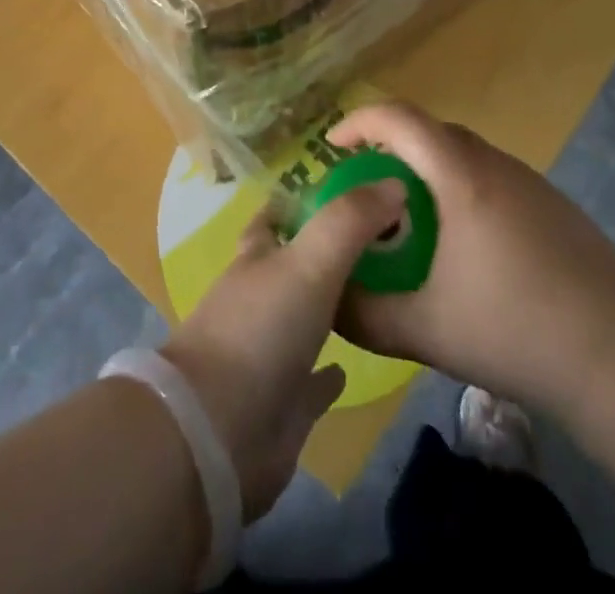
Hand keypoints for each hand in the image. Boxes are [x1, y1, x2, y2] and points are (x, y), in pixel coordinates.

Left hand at [161, 180, 405, 520]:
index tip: (339, 190)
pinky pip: (311, 381)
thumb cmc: (261, 329)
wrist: (220, 432)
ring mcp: (268, 351)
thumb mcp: (310, 261)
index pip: (274, 218)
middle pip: (292, 266)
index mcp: (257, 259)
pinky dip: (329, 372)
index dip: (298, 201)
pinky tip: (352, 366)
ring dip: (330, 306)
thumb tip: (394, 183)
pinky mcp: (282, 404)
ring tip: (378, 293)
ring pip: (303, 318)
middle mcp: (259, 298)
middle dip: (324, 252)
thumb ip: (350, 221)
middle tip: (379, 240)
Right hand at [330, 102, 614, 412]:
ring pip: (464, 154)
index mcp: (459, 176)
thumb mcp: (424, 330)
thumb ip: (364, 315)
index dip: (359, 121)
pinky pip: (492, 177)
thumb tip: (327, 301)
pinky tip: (467, 246)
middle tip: (367, 189)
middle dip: (390, 148)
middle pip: (430, 131)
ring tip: (412, 219)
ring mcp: (530, 182)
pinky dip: (462, 189)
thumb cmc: (514, 330)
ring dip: (428, 170)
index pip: (399, 118)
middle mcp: (494, 164)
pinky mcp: (554, 205)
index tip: (332, 146)